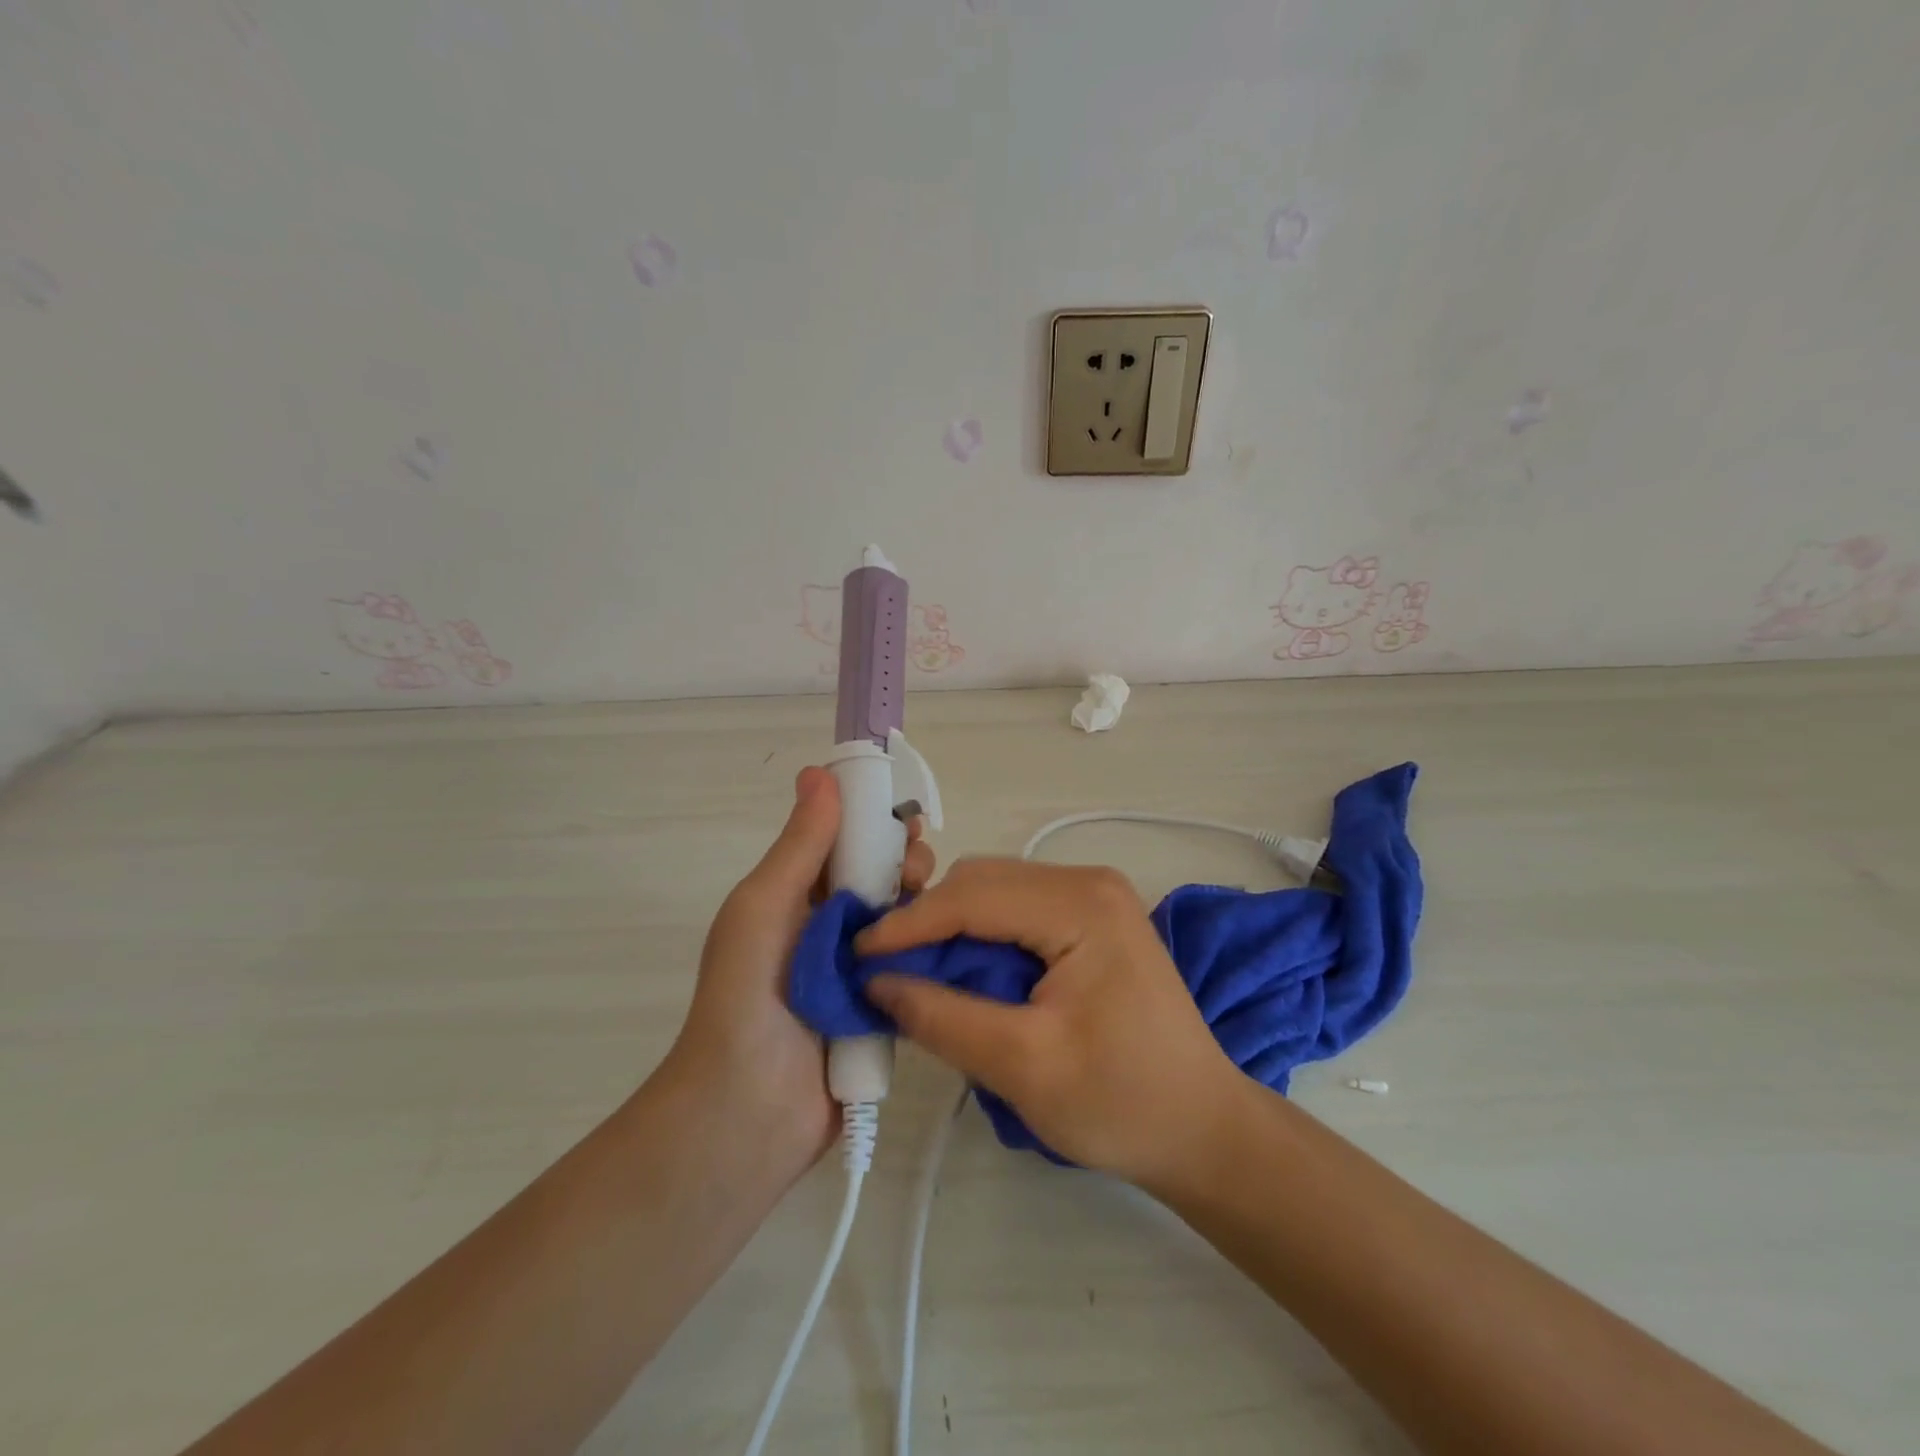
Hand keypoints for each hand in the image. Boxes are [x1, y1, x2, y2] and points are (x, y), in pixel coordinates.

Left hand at [667, 766, 935, 1170]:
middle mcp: (831, 928)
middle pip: (884, 879)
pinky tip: (961, 945)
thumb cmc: (748, 995)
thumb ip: (799, 846)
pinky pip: (918, 968)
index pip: (847, 844)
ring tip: (938, 914)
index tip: (909, 820)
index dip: (878, 824)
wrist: (748, 1111)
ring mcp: (861, 971)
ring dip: (926, 908)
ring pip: (906, 921)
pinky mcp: (886, 1009)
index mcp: (798, 898)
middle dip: (907, 865)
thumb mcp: (764, 907)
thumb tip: (818, 773)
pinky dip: (936, 953)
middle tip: (918, 875)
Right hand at [856, 859, 1242, 1184]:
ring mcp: (1094, 897)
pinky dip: (980, 937)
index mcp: (1081, 904)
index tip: (855, 956)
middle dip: (928, 922)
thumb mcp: (1023, 1066)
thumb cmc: (1121, 1102)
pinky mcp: (1092, 919)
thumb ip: (943, 1018)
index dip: (908, 924)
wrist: (1203, 1129)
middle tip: (883, 969)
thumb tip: (874, 983)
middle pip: (983, 883)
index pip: (972, 896)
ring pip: (995, 893)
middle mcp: (1088, 882)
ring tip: (915, 974)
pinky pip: (1017, 912)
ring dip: (951, 929)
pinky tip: (962, 974)